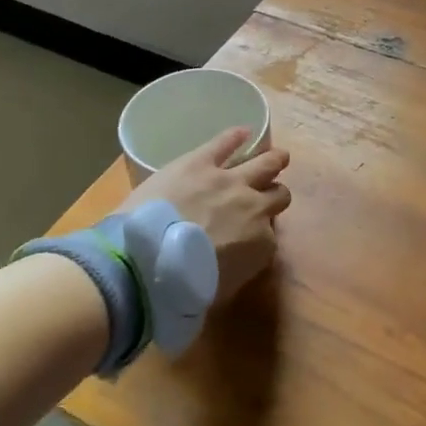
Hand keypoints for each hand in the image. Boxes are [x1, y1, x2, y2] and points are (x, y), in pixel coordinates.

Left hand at [117, 128, 289, 305]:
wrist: (147, 262)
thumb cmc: (181, 289)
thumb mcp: (218, 293)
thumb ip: (234, 273)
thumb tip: (232, 264)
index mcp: (259, 243)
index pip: (270, 237)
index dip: (260, 236)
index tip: (249, 239)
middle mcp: (254, 207)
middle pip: (278, 195)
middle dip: (275, 195)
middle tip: (271, 193)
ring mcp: (229, 180)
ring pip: (266, 163)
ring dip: (274, 160)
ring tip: (278, 157)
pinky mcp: (201, 162)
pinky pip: (225, 142)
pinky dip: (236, 136)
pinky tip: (244, 132)